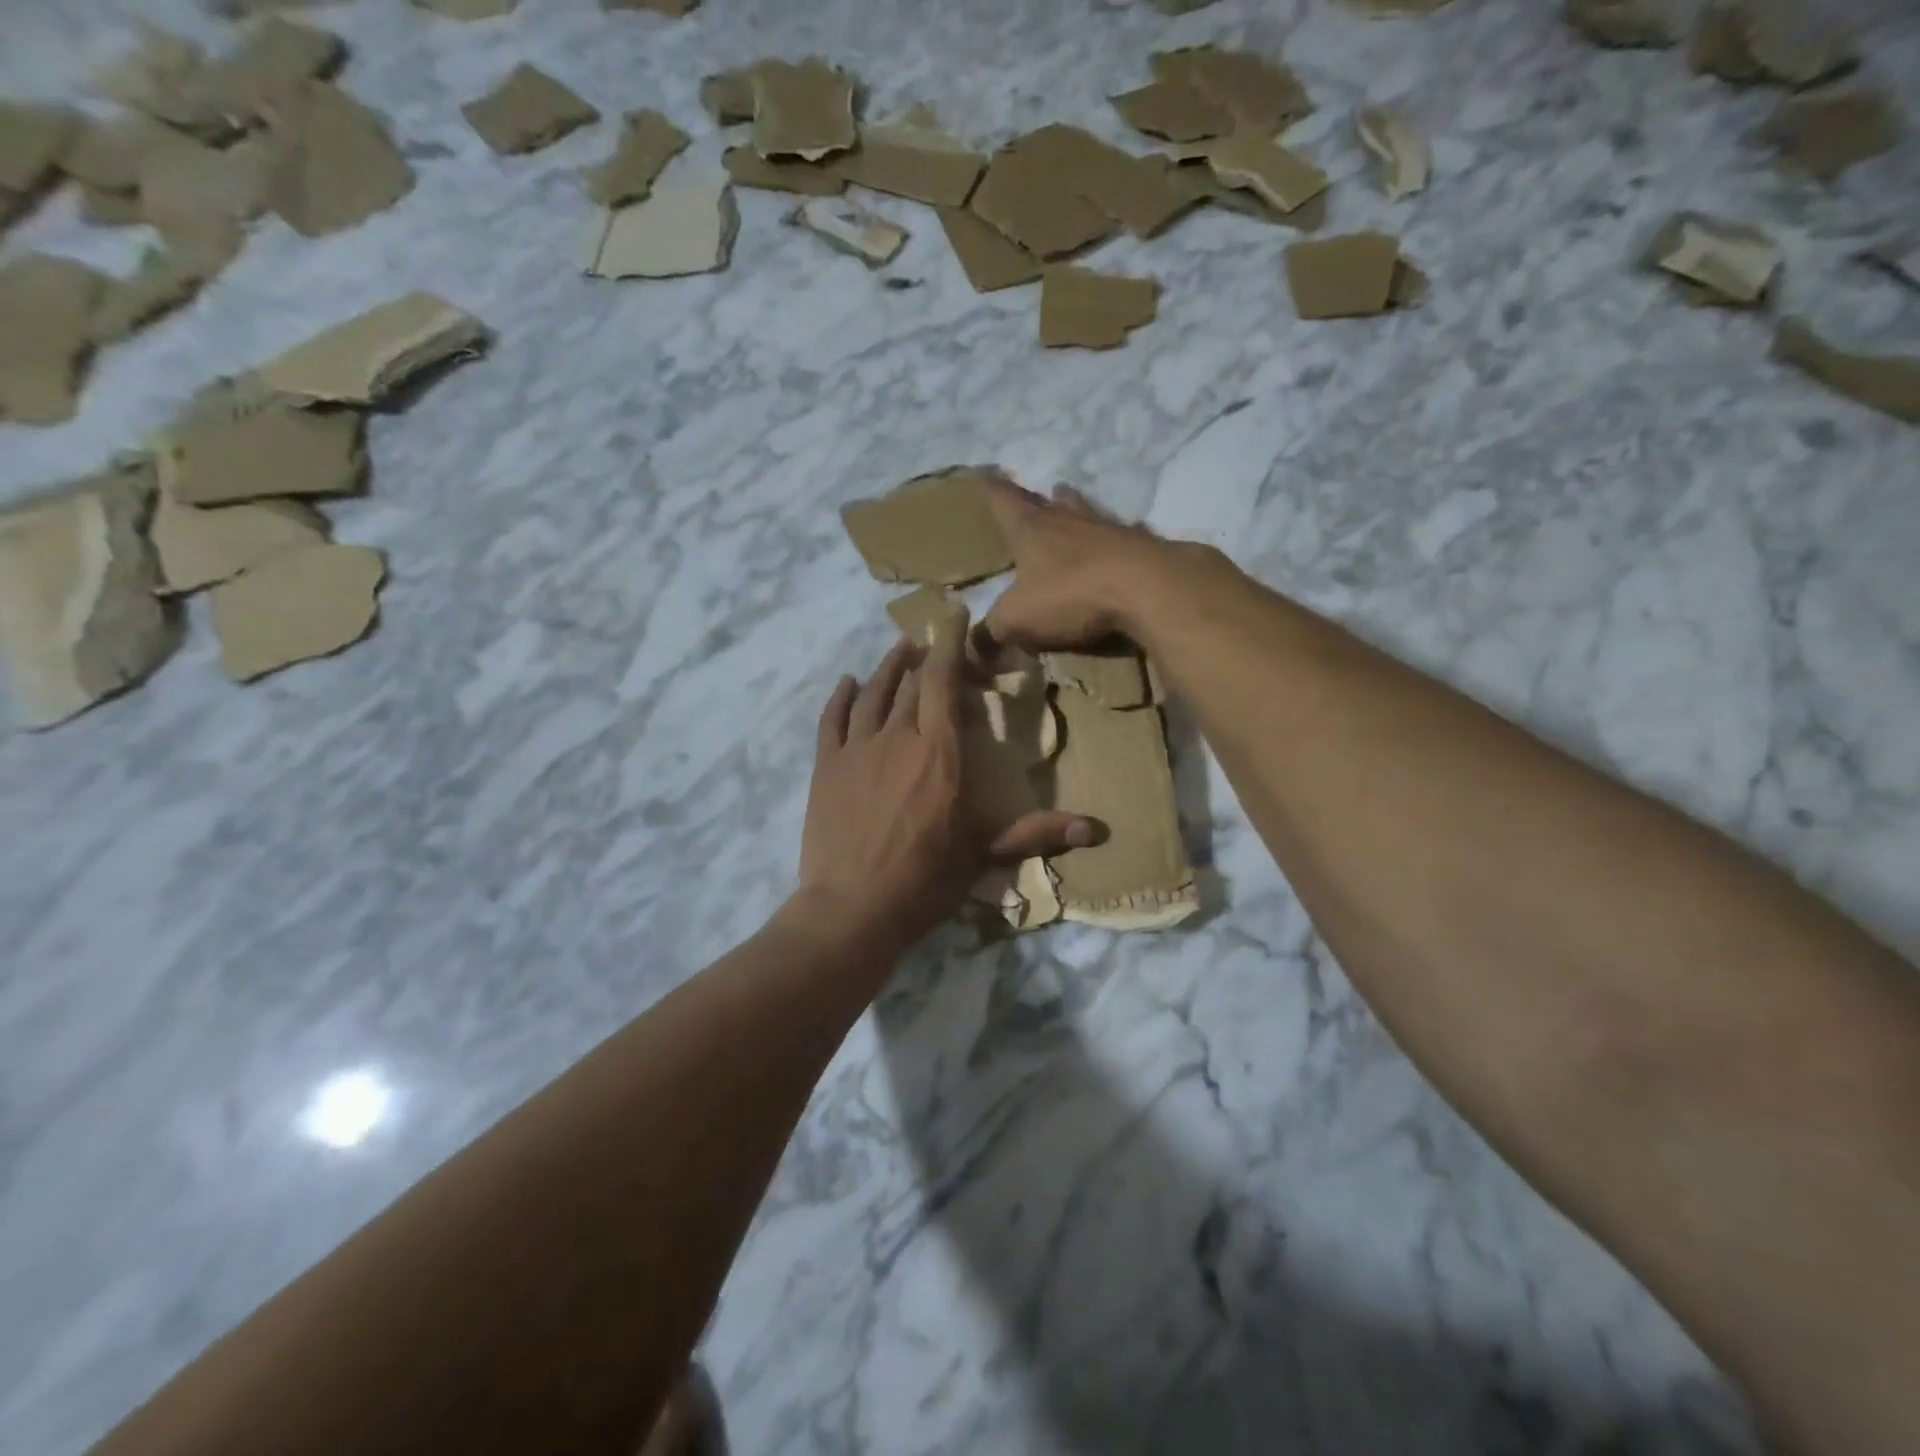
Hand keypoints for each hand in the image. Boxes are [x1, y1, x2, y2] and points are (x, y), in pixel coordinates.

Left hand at [794, 617, 1096, 955]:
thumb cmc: (925, 882)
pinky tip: (848, 682)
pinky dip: (841, 697)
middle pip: (912, 682)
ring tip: (900, 650)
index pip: (945, 681)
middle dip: (925, 656)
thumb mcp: (985, 855)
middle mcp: (898, 737)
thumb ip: (1037, 833)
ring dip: (888, 668)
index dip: (950, 643)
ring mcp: (856, 750)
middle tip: (933, 643)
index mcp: (940, 752)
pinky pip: (831, 720)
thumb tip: (1098, 829)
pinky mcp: (825, 767)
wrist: (852, 909)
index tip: (953, 615)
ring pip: (873, 693)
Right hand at [980, 480, 1203, 653]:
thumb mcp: (1018, 619)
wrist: (1147, 587)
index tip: (980, 473)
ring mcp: (1106, 527)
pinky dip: (1107, 538)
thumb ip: (993, 631)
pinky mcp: (1139, 544)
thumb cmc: (1071, 594)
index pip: (1002, 498)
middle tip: (1024, 495)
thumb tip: (978, 646)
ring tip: (1065, 502)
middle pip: (1044, 500)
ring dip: (1071, 507)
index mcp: (1030, 528)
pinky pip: (1116, 535)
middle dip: (1030, 498)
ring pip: (1082, 510)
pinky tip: (1111, 543)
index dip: (989, 488)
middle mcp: (1066, 518)